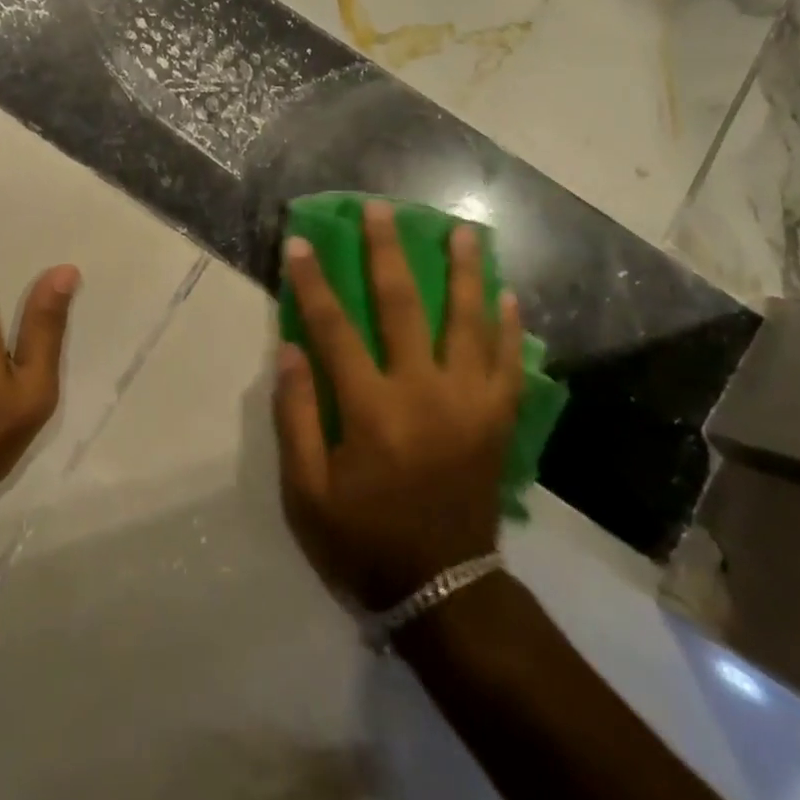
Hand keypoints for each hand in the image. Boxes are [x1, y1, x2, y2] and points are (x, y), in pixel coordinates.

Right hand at [274, 203, 525, 610]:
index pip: (334, 328)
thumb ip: (297, 415)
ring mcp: (469, 402)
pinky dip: (509, 326)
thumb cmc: (364, 538)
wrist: (444, 590)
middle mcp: (424, 391)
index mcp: (372, 409)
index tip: (300, 243)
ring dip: (465, 271)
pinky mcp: (497, 419)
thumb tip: (290, 347)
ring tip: (464, 230)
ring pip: (468, 321)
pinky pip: (508, 362)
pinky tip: (508, 293)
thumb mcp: (306, 491)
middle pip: (403, 305)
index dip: (314, 282)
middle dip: (388, 251)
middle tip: (382, 209)